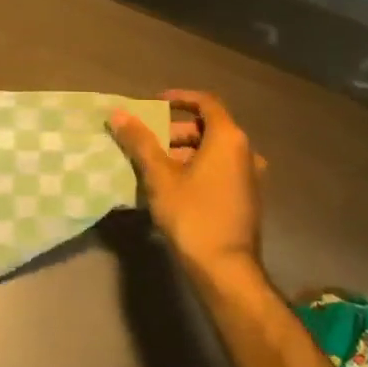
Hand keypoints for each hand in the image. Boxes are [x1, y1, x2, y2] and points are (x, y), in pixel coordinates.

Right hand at [109, 90, 267, 289]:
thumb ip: (139, 141)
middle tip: (147, 141)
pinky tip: (171, 187)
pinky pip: (219, 170)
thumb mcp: (159, 176)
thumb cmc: (192, 214)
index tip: (154, 104)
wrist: (225, 268)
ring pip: (213, 151)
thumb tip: (118, 113)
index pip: (206, 102)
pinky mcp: (246, 198)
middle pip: (208, 128)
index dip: (179, 98)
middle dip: (175, 130)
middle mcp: (246, 152)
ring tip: (153, 166)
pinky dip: (196, 168)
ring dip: (183, 151)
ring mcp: (250, 177)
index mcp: (229, 139)